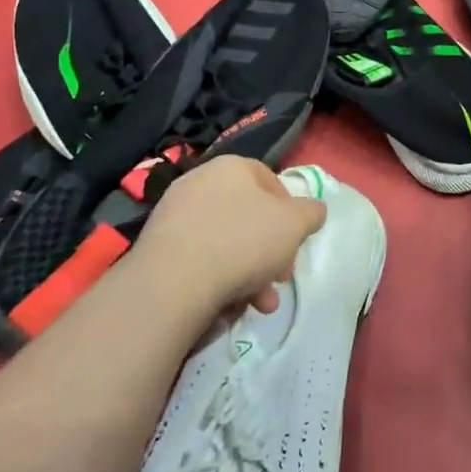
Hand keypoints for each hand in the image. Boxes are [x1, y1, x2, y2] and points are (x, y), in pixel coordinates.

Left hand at [121, 156, 326, 320]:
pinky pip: (199, 258)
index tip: (296, 242)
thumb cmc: (243, 241)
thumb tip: (314, 210)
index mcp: (232, 166)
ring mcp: (174, 214)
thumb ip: (310, 213)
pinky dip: (218, 278)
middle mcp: (200, 181)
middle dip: (270, 250)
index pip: (270, 181)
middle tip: (279, 278)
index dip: (291, 213)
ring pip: (225, 241)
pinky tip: (229, 304)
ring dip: (249, 272)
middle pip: (248, 216)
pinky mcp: (156, 247)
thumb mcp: (295, 224)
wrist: (174, 281)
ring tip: (259, 303)